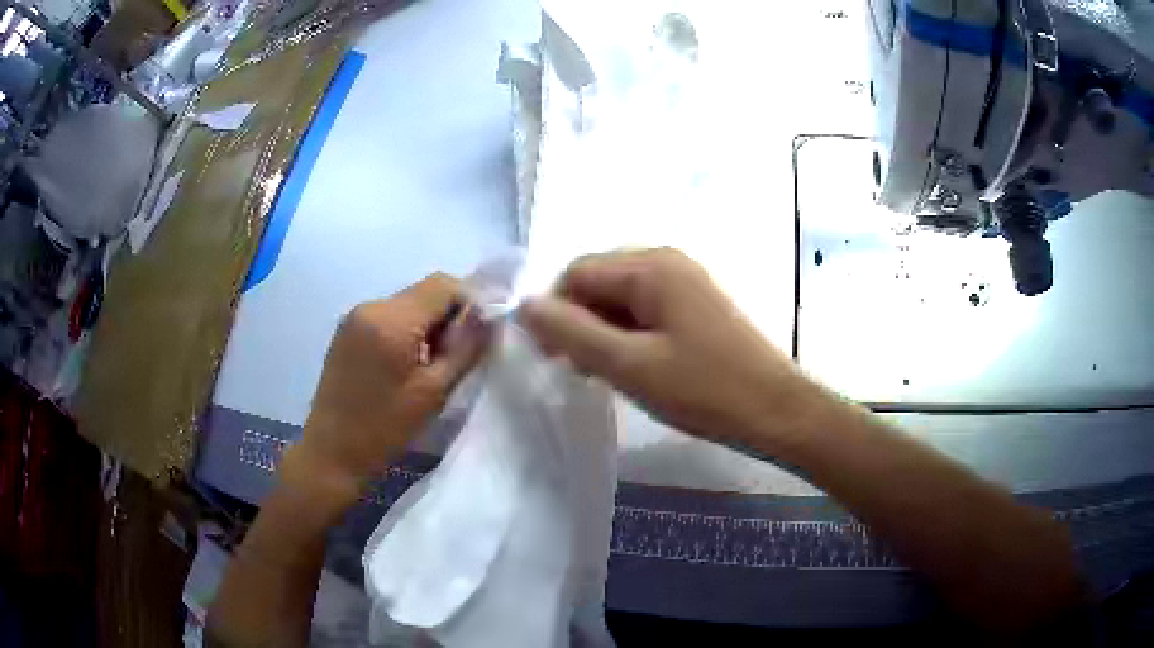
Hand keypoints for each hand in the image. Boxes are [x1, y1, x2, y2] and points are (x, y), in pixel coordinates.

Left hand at [285, 274, 490, 506]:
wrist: (332, 453)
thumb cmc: (385, 429)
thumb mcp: (435, 392)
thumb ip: (465, 348)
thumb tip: (489, 316)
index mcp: (391, 319)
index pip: (444, 285)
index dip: (470, 303)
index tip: (478, 337)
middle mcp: (370, 306)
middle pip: (425, 291)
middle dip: (449, 316)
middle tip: (455, 357)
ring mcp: (354, 317)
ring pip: (408, 304)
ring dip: (428, 325)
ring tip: (431, 365)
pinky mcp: (347, 330)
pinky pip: (388, 316)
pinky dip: (407, 331)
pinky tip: (407, 366)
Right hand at [521, 248, 816, 447]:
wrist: (775, 410)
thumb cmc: (703, 389)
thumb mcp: (628, 364)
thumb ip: (571, 332)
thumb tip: (525, 305)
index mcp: (650, 266)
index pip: (577, 272)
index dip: (555, 311)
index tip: (552, 357)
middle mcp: (667, 262)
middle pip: (599, 281)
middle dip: (579, 322)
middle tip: (576, 369)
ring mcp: (686, 283)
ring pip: (621, 299)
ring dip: (602, 332)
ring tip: (603, 374)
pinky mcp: (696, 307)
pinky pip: (646, 311)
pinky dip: (628, 336)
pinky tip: (631, 368)